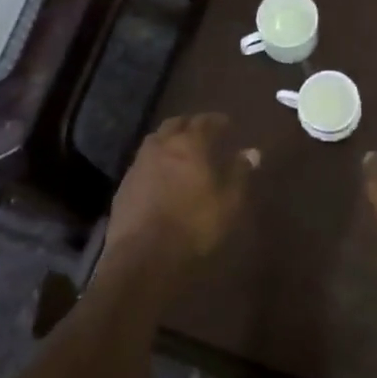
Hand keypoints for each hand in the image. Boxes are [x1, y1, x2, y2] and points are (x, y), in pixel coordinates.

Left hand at [106, 113, 257, 272]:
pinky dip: (155, 161)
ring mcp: (139, 165)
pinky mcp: (124, 186)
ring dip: (169, 140)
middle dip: (189, 124)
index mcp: (189, 144)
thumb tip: (252, 152)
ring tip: (181, 150)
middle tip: (202, 131)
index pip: (204, 121)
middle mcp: (161, 146)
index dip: (216, 120)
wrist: (143, 257)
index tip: (226, 123)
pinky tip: (161, 176)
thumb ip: (239, 173)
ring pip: (155, 141)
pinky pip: (143, 163)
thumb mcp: (228, 202)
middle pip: (175, 124)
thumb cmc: (194, 225)